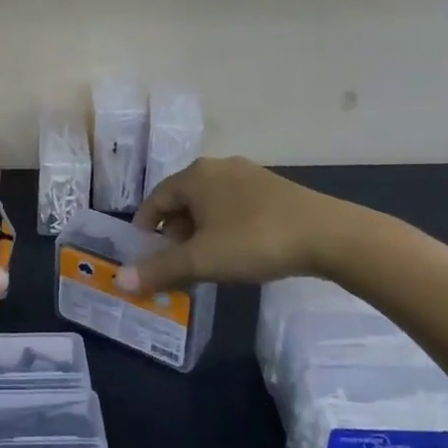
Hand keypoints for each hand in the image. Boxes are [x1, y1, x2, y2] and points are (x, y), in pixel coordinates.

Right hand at [120, 156, 400, 294]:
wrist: (327, 235)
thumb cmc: (253, 241)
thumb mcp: (202, 260)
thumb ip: (160, 269)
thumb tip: (120, 280)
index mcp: (195, 176)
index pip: (156, 198)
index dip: (145, 225)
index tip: (143, 251)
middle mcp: (217, 167)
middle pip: (183, 198)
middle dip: (174, 230)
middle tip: (174, 261)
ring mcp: (248, 175)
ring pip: (211, 202)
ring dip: (200, 229)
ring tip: (205, 260)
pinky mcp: (273, 188)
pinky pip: (235, 205)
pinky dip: (225, 225)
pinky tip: (237, 249)